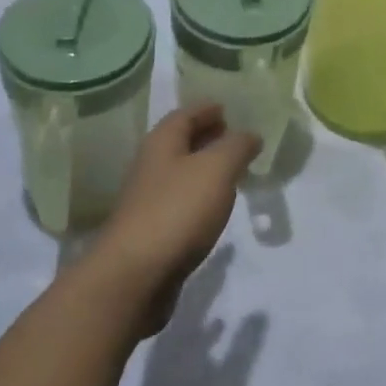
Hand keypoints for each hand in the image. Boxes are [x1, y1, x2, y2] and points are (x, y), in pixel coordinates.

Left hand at [92, 105, 259, 330]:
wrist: (135, 276)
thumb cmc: (177, 211)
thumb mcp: (217, 169)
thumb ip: (237, 147)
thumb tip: (250, 134)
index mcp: (162, 142)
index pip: (185, 114)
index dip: (207, 109)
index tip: (227, 109)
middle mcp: (150, 166)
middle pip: (180, 142)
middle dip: (206, 136)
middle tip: (233, 136)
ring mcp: (147, 200)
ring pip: (180, 173)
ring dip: (203, 168)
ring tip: (230, 171)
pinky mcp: (151, 232)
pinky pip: (179, 202)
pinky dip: (198, 197)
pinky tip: (214, 209)